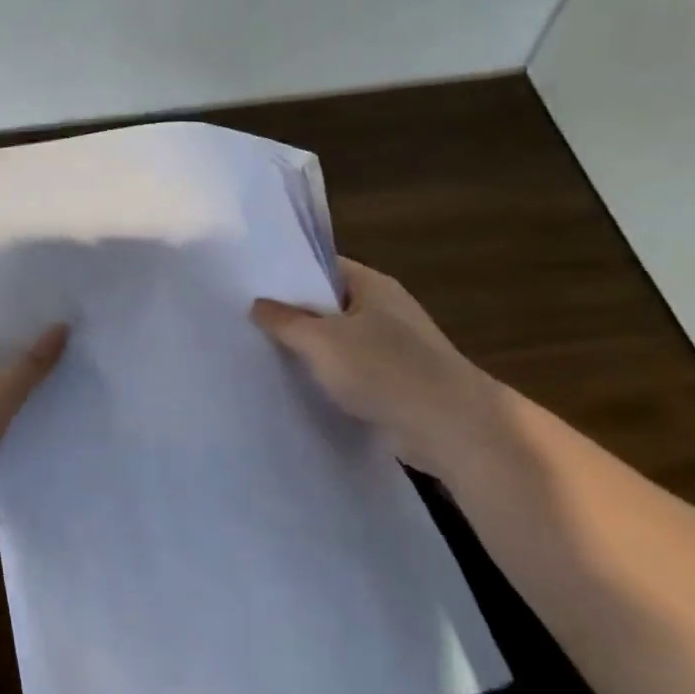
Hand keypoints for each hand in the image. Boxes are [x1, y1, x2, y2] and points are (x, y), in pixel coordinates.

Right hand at [250, 259, 494, 475]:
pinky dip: (327, 377)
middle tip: (247, 321)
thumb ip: (286, 321)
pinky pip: (350, 371)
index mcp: (373, 287)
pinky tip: (297, 386)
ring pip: (338, 341)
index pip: (324, 268)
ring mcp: (392, 347)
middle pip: (329, 305)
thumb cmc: (383, 369)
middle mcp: (385, 310)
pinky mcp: (394, 382)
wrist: (448, 425)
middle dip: (293, 314)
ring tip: (262, 354)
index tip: (251, 285)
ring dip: (309, 350)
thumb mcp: (322, 340)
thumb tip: (258, 304)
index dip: (288, 274)